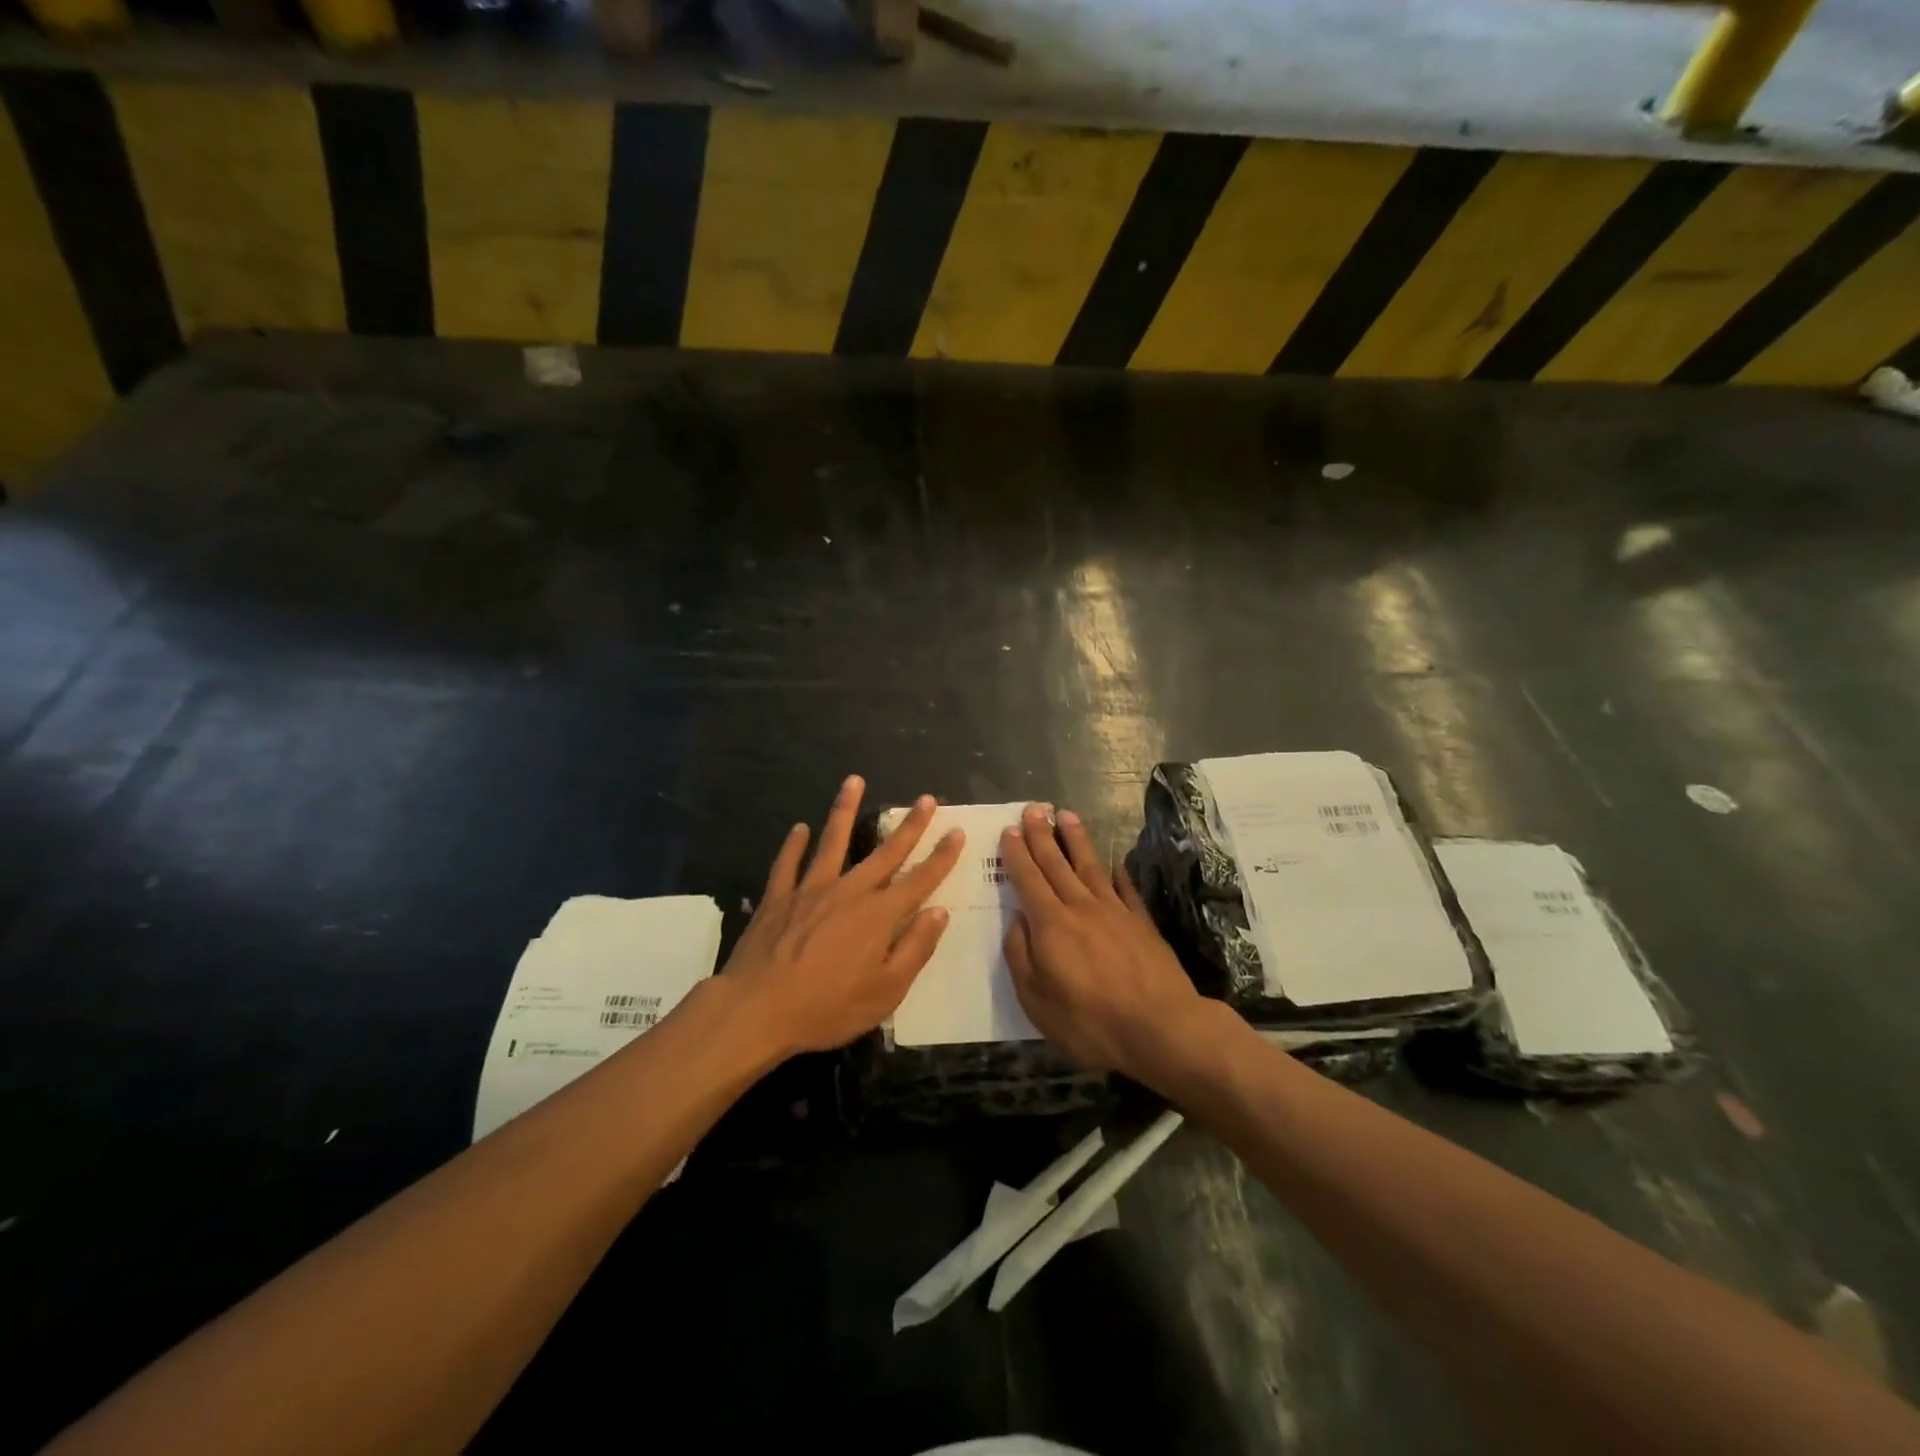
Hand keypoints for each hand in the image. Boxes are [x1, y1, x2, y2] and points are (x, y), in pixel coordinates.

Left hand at [724, 776, 964, 1056]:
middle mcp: (849, 892)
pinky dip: (793, 844)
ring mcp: (810, 890)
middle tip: (926, 799)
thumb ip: (915, 949)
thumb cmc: (828, 1007)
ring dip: (845, 810)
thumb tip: (938, 912)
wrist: (758, 1009)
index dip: (942, 857)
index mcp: (879, 915)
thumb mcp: (886, 992)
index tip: (957, 832)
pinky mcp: (778, 897)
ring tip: (854, 781)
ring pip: (833, 841)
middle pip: (886, 852)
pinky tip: (799, 828)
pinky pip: (787, 863)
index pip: (920, 880)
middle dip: (910, 826)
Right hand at [1000, 804, 1211, 1088]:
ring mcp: (1115, 912)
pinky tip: (1114, 863)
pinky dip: (1118, 874)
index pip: (1028, 879)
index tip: (1010, 830)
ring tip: (1067, 815)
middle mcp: (1081, 907)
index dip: (1017, 854)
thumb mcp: (1036, 1000)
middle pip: (1057, 864)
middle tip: (1034, 808)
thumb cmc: (1090, 1022)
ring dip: (1076, 840)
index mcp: (1051, 925)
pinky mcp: (1142, 923)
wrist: (1161, 1029)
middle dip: (1042, 834)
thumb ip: (1020, 956)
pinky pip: (1126, 889)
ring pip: (1090, 866)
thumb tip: (1017, 921)